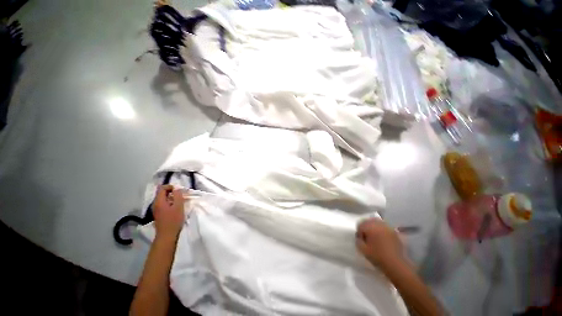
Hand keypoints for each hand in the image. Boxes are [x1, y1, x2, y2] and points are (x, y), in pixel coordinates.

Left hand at [153, 185, 184, 239]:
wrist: (167, 235)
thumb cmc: (173, 220)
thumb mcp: (178, 206)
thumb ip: (177, 195)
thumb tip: (176, 189)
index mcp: (159, 201)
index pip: (162, 188)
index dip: (170, 186)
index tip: (179, 190)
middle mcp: (155, 204)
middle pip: (162, 193)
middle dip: (171, 192)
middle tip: (181, 195)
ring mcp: (156, 210)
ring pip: (163, 199)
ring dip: (171, 198)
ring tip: (179, 201)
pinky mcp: (159, 214)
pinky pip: (163, 204)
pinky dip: (170, 203)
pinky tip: (175, 207)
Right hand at [356, 218, 403, 269]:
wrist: (396, 264)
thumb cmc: (377, 256)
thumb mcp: (363, 250)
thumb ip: (358, 240)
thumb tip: (359, 237)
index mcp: (370, 226)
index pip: (360, 225)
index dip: (359, 233)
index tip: (361, 240)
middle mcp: (379, 224)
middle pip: (369, 221)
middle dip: (366, 228)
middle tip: (367, 238)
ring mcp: (388, 227)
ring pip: (377, 223)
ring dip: (374, 228)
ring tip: (375, 238)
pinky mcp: (395, 232)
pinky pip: (385, 228)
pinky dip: (382, 231)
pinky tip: (383, 239)